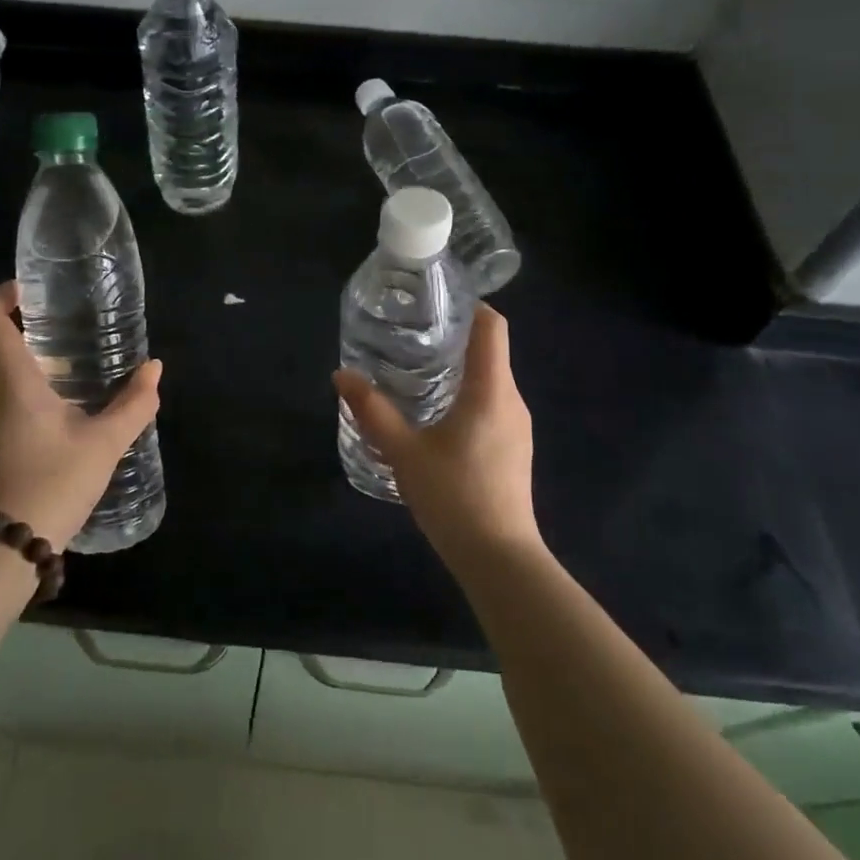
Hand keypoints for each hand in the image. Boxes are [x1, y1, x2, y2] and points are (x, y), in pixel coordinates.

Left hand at [0, 281, 161, 551]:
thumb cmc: (51, 486)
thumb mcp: (103, 445)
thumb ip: (134, 403)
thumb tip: (155, 369)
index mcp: (7, 379)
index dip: (2, 295)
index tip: (29, 293)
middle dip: (28, 345)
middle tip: (68, 355)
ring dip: (19, 381)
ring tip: (60, 399)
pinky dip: (7, 409)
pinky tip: (38, 440)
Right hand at [334, 303, 538, 565]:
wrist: (499, 558)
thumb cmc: (454, 497)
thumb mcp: (404, 453)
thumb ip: (372, 411)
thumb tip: (341, 375)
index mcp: (491, 390)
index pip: (492, 327)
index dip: (470, 305)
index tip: (435, 301)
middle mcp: (511, 400)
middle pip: (489, 350)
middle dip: (453, 337)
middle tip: (410, 335)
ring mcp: (518, 425)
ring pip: (491, 379)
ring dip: (459, 368)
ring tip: (416, 370)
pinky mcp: (514, 447)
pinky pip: (493, 404)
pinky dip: (467, 394)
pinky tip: (435, 413)